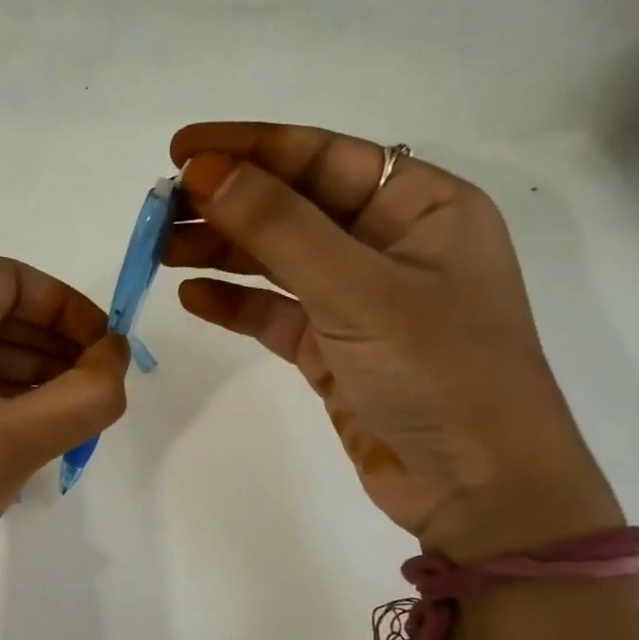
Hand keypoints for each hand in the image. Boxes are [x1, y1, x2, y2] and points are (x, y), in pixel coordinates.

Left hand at [0, 258, 130, 622]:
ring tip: (64, 410)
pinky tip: (16, 427)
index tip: (102, 347)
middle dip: (48, 341)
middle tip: (92, 384)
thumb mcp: (18, 443)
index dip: (65, 305)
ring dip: (19, 368)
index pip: (6, 279)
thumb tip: (116, 354)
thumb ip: (85, 394)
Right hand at [165, 122, 619, 560]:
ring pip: (279, 259)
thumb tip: (205, 171)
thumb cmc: (440, 373)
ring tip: (160, 250)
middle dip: (227, 204)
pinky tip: (193, 297)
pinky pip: (277, 313)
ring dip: (222, 251)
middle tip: (159, 209)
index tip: (180, 151)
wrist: (479, 491)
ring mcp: (362, 300)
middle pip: (294, 206)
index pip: (322, 157)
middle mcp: (391, 244)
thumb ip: (279, 227)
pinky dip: (236, 303)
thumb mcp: (358, 290)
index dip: (249, 148)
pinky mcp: (336, 349)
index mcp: (422, 206)